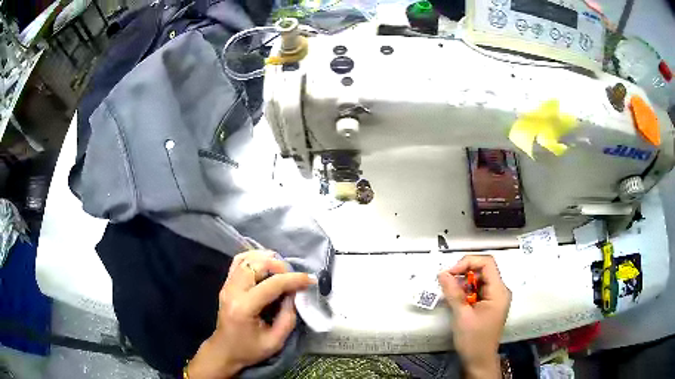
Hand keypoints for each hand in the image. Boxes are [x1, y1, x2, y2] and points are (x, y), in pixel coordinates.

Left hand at [187, 250, 315, 378]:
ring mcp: (227, 285)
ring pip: (247, 259)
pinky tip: (266, 264)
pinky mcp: (226, 284)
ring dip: (268, 260)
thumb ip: (288, 317)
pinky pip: (239, 262)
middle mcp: (232, 291)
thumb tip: (295, 294)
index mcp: (244, 307)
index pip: (271, 284)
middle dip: (280, 267)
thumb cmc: (249, 350)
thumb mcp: (275, 341)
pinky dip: (255, 258)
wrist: (224, 351)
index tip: (310, 280)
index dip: (293, 279)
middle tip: (294, 277)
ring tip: (283, 270)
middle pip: (257, 264)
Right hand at [437, 255, 510, 378]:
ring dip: (463, 283)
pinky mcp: (489, 305)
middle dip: (464, 273)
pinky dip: (466, 292)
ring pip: (479, 280)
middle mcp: (500, 291)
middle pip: (483, 270)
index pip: (487, 263)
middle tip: (447, 282)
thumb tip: (443, 273)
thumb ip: (453, 292)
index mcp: (499, 291)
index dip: (468, 262)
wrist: (479, 360)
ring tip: (450, 293)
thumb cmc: (473, 339)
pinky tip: (456, 300)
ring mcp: (495, 298)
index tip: (450, 273)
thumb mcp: (462, 315)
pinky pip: (478, 290)